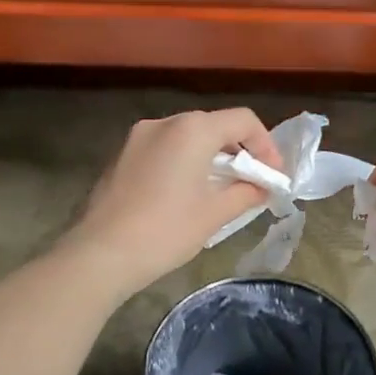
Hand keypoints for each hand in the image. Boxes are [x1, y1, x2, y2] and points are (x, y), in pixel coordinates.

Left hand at [64, 109, 282, 295]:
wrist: (101, 253)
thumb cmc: (166, 230)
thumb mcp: (215, 214)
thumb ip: (246, 192)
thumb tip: (262, 187)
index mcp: (193, 129)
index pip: (243, 120)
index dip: (266, 145)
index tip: (273, 176)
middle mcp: (165, 122)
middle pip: (214, 126)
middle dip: (238, 151)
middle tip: (252, 183)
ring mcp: (138, 137)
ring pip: (187, 137)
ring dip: (211, 158)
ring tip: (221, 190)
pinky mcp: (122, 156)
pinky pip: (164, 149)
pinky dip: (184, 163)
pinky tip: (186, 194)